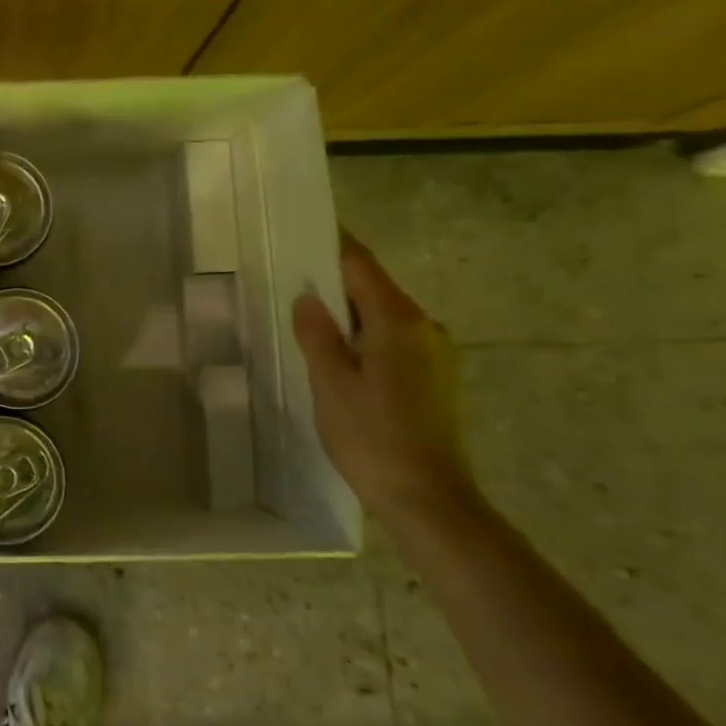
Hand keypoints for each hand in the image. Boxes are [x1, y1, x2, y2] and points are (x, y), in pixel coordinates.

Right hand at [292, 232, 481, 533]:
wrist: (429, 499)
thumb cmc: (373, 437)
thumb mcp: (331, 383)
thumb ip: (317, 334)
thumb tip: (307, 297)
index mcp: (398, 321)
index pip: (361, 265)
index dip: (332, 243)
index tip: (303, 226)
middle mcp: (424, 327)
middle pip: (374, 287)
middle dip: (334, 279)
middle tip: (289, 274)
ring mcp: (435, 353)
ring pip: (383, 315)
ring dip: (348, 311)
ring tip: (306, 315)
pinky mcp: (435, 378)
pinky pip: (392, 339)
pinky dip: (363, 335)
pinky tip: (337, 353)